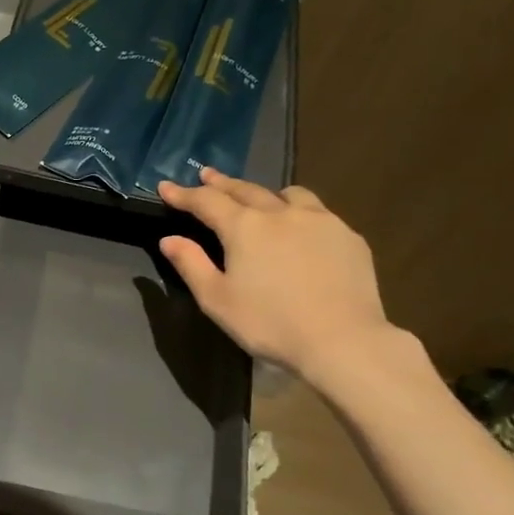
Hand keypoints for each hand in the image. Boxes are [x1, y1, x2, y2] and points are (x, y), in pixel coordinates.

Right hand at [157, 170, 401, 385]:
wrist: (341, 340)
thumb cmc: (269, 323)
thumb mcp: (217, 299)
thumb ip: (191, 265)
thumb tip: (170, 239)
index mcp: (244, 227)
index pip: (206, 201)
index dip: (183, 194)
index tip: (165, 186)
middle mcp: (281, 212)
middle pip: (245, 189)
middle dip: (222, 183)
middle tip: (206, 175)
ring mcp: (320, 220)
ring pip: (289, 194)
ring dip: (266, 194)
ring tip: (261, 201)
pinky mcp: (348, 236)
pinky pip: (318, 214)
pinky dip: (300, 214)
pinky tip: (302, 232)